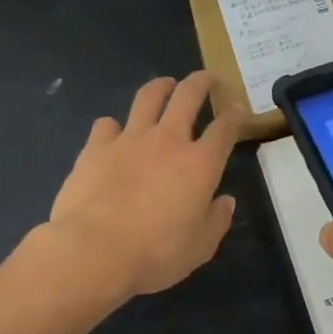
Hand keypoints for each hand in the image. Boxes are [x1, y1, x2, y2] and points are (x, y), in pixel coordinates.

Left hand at [45, 73, 241, 301]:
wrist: (93, 251)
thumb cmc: (155, 254)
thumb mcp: (199, 248)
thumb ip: (216, 221)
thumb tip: (225, 201)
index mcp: (200, 164)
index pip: (225, 128)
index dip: (236, 115)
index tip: (239, 110)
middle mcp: (168, 141)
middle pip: (188, 95)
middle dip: (203, 81)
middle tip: (209, 79)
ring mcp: (129, 139)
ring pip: (148, 97)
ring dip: (161, 86)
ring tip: (165, 85)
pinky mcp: (95, 147)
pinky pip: (107, 124)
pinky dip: (114, 126)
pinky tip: (114, 134)